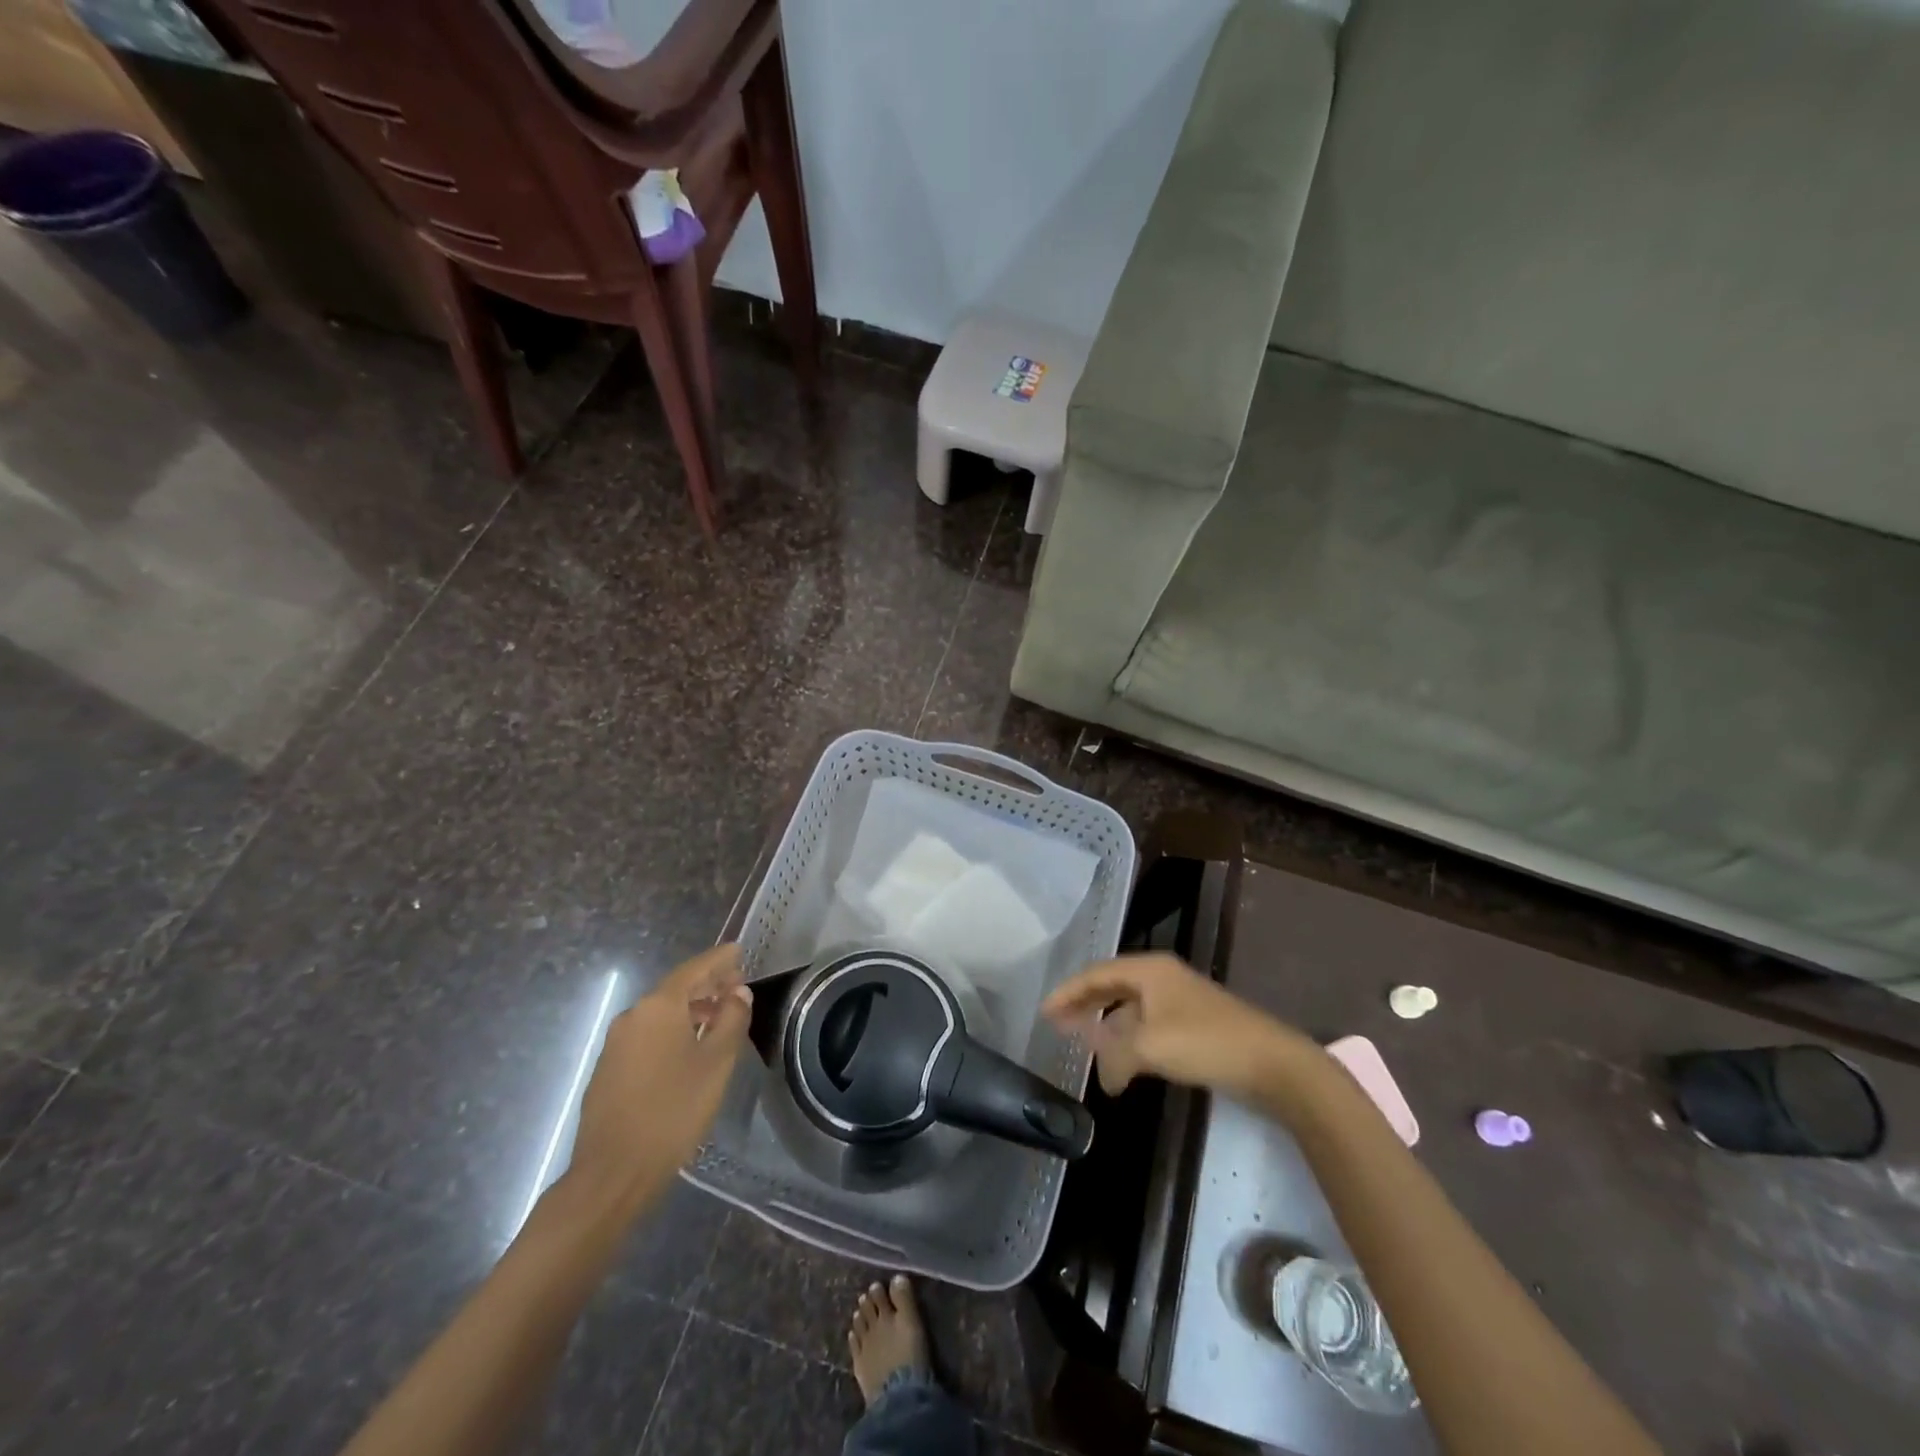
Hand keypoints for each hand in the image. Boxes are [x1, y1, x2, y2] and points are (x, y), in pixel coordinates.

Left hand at [566, 944, 751, 1214]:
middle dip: (707, 985)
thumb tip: (738, 993)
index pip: (695, 968)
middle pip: (676, 989)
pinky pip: (647, 1036)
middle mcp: (633, 1015)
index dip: (720, 959)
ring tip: (718, 1021)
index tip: (739, 951)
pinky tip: (688, 1051)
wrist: (612, 1173)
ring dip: (691, 1011)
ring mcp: (616, 1043)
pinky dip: (672, 1031)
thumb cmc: (673, 1111)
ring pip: (661, 1014)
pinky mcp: (608, 1070)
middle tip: (736, 988)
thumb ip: (731, 1020)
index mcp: (659, 1006)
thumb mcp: (716, 1063)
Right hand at [1042, 952, 1300, 1096]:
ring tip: (1085, 1045)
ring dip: (1107, 1026)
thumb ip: (1115, 1056)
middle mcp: (1162, 978)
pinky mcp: (1193, 1025)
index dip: (1068, 991)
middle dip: (1084, 1005)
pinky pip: (1147, 1026)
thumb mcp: (1150, 1047)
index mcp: (1150, 970)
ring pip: (1130, 1008)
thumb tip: (1104, 1075)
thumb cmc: (1206, 1042)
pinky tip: (1123, 1062)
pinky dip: (1129, 1040)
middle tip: (1058, 1024)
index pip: (1096, 973)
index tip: (1044, 1011)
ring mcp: (1180, 1001)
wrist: (1273, 1064)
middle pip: (1112, 985)